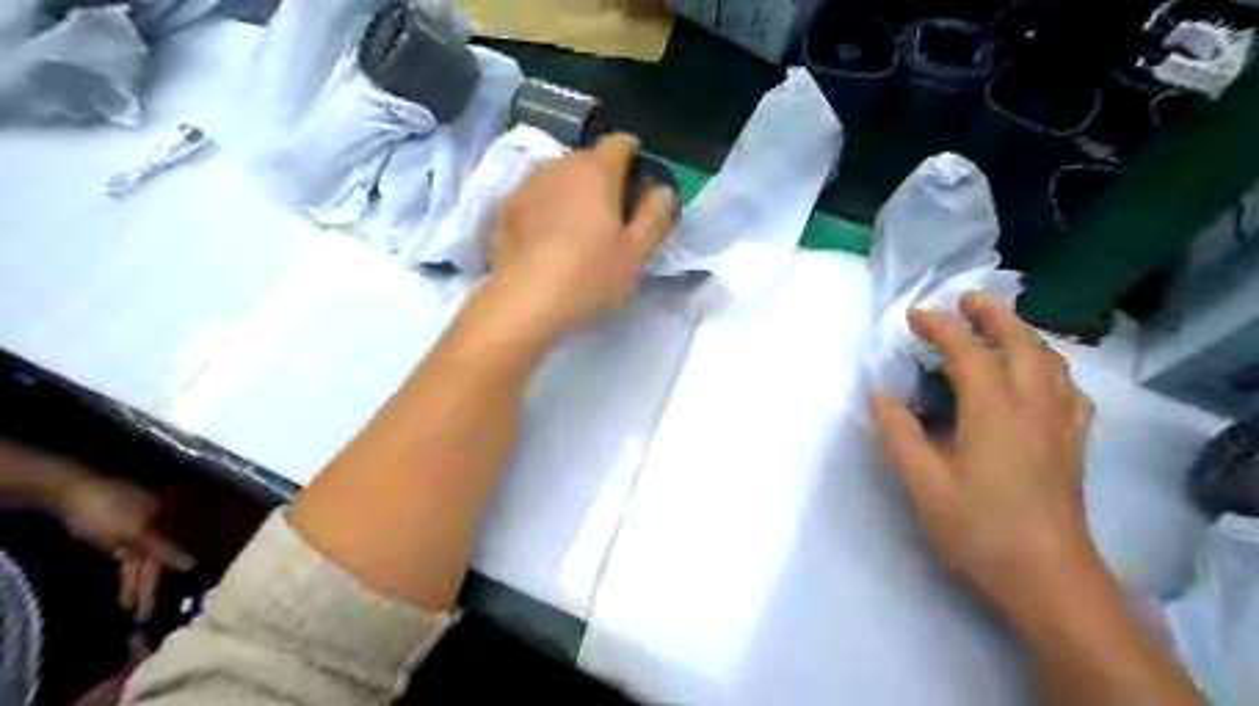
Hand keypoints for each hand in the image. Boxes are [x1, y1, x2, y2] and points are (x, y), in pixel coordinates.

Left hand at [57, 473, 192, 617]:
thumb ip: (165, 549)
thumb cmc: (113, 510)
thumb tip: (193, 564)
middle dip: (160, 584)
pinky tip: (129, 596)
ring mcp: (144, 533)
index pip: (184, 550)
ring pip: (148, 564)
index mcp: (175, 521)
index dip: (182, 573)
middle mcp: (166, 527)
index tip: (183, 596)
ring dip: (143, 586)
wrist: (73, 495)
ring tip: (139, 612)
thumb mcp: (138, 532)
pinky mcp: (125, 541)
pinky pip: (133, 563)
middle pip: (166, 560)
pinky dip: (130, 579)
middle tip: (155, 612)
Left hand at [486, 132, 678, 344]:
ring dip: (574, 192)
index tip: (638, 189)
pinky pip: (537, 196)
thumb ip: (655, 215)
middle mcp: (560, 165)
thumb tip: (662, 190)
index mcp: (597, 170)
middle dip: (605, 178)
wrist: (522, 302)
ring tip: (578, 229)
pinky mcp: (506, 206)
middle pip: (590, 159)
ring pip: (560, 176)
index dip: (635, 160)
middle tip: (613, 217)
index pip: (621, 143)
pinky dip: (548, 207)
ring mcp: (528, 183)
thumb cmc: (588, 276)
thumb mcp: (636, 253)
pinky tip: (549, 239)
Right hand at [871, 289, 1098, 619]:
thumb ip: (899, 433)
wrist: (1048, 577)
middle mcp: (1033, 406)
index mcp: (993, 410)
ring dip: (1024, 334)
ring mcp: (1060, 424)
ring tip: (1000, 327)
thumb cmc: (978, 527)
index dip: (940, 327)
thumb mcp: (923, 482)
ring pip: (1051, 362)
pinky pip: (1069, 389)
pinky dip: (1051, 368)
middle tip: (967, 299)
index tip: (913, 315)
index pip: (968, 351)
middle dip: (993, 315)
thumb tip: (880, 395)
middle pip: (1021, 343)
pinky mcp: (1074, 444)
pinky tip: (1039, 377)